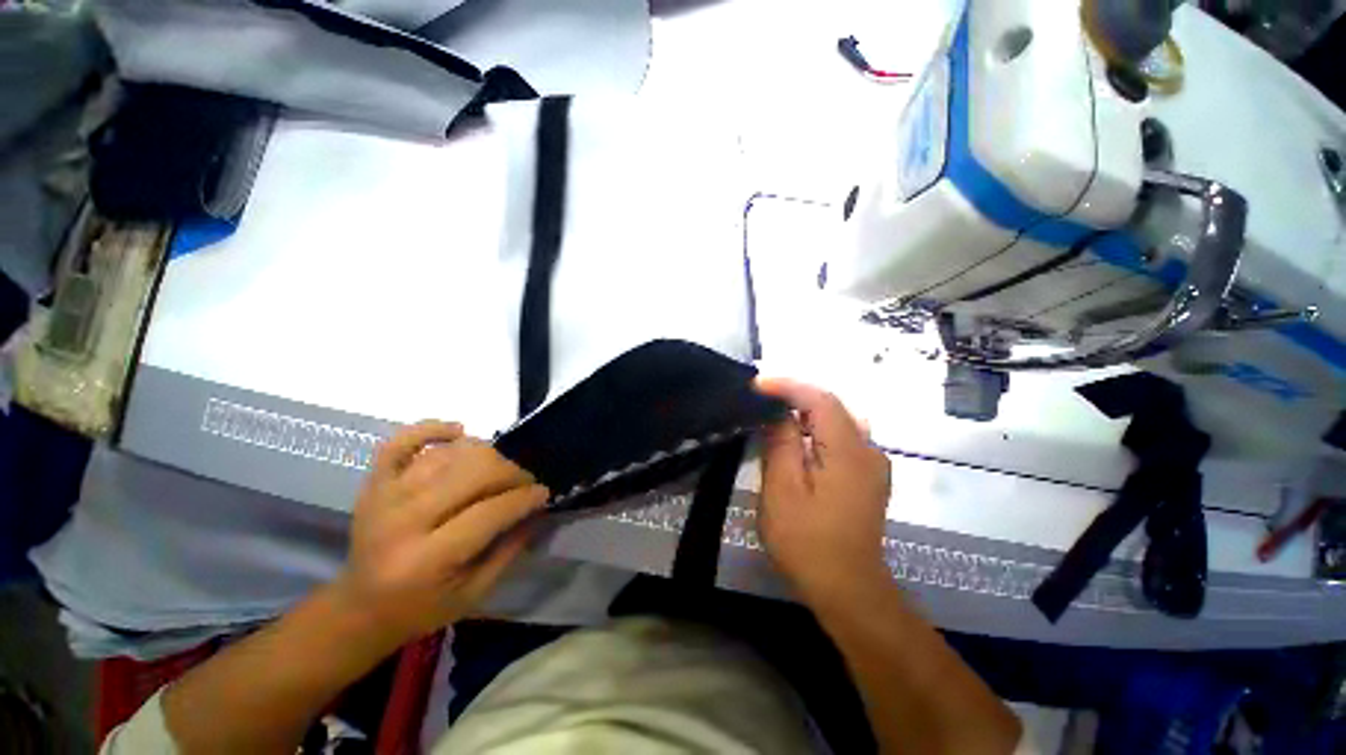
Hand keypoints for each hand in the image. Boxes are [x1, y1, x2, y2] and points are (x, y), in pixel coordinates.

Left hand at [334, 421, 549, 645]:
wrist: (360, 607)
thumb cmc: (421, 607)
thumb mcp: (474, 593)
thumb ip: (509, 549)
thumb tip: (536, 509)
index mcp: (426, 559)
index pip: (489, 512)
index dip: (525, 498)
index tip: (544, 493)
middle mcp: (403, 520)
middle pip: (473, 474)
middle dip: (512, 473)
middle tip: (525, 482)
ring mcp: (385, 495)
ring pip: (449, 454)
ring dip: (486, 454)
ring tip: (499, 470)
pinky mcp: (374, 482)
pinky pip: (402, 440)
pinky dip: (433, 428)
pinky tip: (459, 431)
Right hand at [756, 379, 891, 606]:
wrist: (848, 590)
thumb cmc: (808, 542)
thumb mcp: (783, 489)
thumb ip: (781, 443)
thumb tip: (777, 411)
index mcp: (848, 451)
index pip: (819, 399)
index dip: (787, 386)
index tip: (756, 385)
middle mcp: (869, 449)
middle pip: (831, 406)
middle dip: (794, 397)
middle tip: (760, 398)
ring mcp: (873, 463)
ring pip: (836, 421)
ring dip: (804, 413)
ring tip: (772, 414)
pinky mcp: (869, 476)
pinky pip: (841, 438)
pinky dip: (815, 430)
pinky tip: (796, 440)